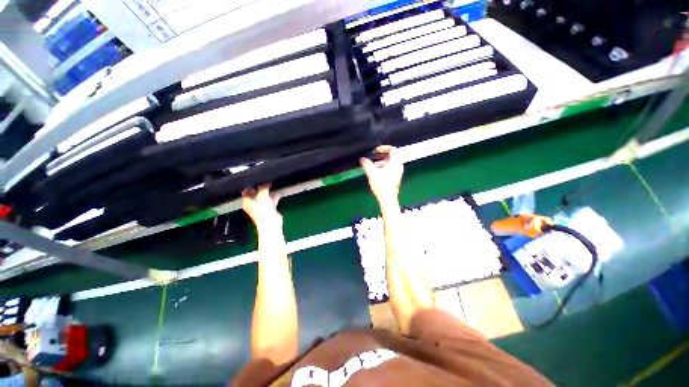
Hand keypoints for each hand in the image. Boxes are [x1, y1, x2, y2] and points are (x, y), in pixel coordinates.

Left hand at [242, 184, 281, 228]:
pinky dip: (273, 198)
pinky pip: (270, 202)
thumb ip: (263, 188)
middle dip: (260, 189)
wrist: (271, 223)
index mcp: (247, 202)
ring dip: (268, 193)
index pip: (246, 192)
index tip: (256, 181)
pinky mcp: (268, 211)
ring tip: (271, 187)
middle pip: (255, 195)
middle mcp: (252, 206)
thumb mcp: (262, 196)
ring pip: (263, 198)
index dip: (250, 186)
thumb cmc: (263, 211)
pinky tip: (276, 195)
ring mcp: (261, 208)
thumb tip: (265, 184)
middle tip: (265, 183)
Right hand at [360, 145, 403, 205]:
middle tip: (374, 157)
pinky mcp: (395, 178)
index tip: (376, 150)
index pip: (393, 149)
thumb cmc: (382, 185)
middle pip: (392, 155)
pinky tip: (376, 173)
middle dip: (382, 155)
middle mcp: (399, 166)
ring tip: (373, 165)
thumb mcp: (372, 172)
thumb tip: (362, 159)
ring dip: (382, 162)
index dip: (384, 147)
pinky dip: (384, 167)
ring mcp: (398, 173)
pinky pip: (391, 168)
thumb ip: (366, 164)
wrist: (387, 199)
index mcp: (396, 162)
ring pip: (391, 163)